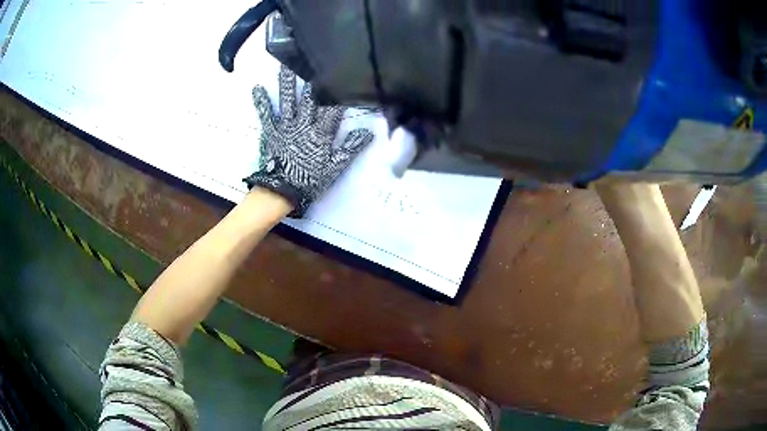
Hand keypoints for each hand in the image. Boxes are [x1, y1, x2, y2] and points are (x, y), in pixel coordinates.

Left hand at [244, 65, 373, 216]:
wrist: (282, 191)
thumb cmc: (310, 180)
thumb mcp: (335, 167)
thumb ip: (350, 148)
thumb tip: (368, 132)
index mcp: (321, 133)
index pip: (334, 109)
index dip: (340, 92)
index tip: (346, 74)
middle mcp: (304, 124)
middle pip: (310, 98)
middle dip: (312, 79)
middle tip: (312, 58)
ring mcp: (286, 126)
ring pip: (288, 100)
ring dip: (287, 82)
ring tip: (284, 63)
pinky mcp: (272, 132)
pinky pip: (266, 114)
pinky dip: (261, 102)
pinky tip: (256, 87)